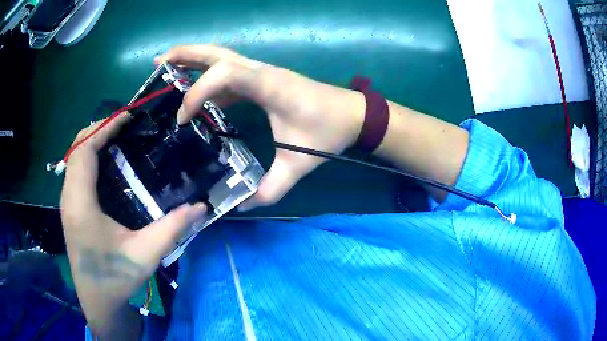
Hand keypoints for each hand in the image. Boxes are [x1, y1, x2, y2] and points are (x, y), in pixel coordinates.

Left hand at [60, 112, 205, 334]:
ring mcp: (67, 203)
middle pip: (76, 149)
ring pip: (74, 159)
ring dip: (92, 141)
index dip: (103, 128)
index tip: (126, 117)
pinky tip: (107, 163)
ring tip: (117, 137)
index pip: (84, 151)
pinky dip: (89, 157)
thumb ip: (172, 229)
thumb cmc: (115, 279)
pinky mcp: (70, 209)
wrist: (98, 302)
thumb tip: (201, 207)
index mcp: (81, 204)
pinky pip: (76, 172)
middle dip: (98, 129)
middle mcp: (69, 198)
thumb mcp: (145, 255)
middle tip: (124, 124)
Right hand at [156, 45, 364, 210]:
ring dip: (193, 60)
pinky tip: (196, 93)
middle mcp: (261, 72)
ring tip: (167, 67)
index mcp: (268, 84)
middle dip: (185, 54)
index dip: (197, 92)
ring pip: (221, 57)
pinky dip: (208, 79)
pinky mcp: (263, 80)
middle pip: (216, 52)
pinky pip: (229, 74)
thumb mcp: (300, 163)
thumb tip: (242, 206)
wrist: (353, 114)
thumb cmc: (330, 131)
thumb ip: (272, 188)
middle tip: (158, 61)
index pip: (223, 74)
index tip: (183, 120)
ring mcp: (262, 73)